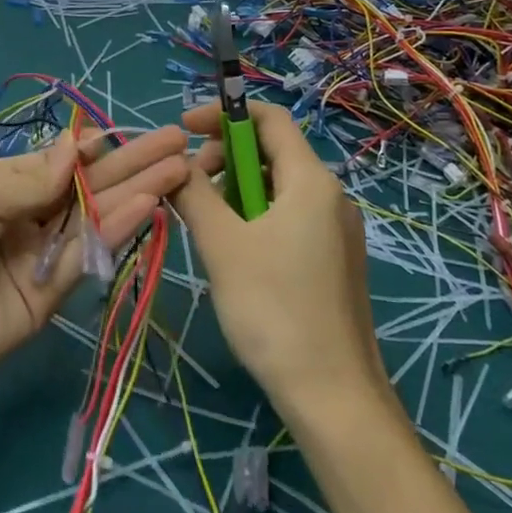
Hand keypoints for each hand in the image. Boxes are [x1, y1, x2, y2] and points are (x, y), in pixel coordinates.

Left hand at [0, 126, 189, 412]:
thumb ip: (32, 177)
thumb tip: (78, 146)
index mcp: (3, 182)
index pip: (60, 160)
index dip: (95, 147)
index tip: (132, 132)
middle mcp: (28, 213)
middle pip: (89, 184)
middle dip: (132, 163)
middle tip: (179, 143)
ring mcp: (44, 252)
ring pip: (99, 214)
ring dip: (138, 190)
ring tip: (180, 168)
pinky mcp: (55, 291)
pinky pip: (91, 252)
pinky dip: (121, 227)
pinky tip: (151, 204)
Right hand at [173, 101, 390, 419]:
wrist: (334, 399)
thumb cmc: (274, 310)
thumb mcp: (221, 244)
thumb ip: (193, 193)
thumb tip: (175, 164)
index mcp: (311, 181)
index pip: (269, 117)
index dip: (224, 113)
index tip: (184, 129)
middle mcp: (331, 196)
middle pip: (272, 151)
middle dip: (225, 158)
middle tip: (190, 190)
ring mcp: (337, 231)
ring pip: (277, 187)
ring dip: (236, 191)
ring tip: (207, 227)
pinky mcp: (334, 261)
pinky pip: (289, 217)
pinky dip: (255, 217)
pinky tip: (234, 253)